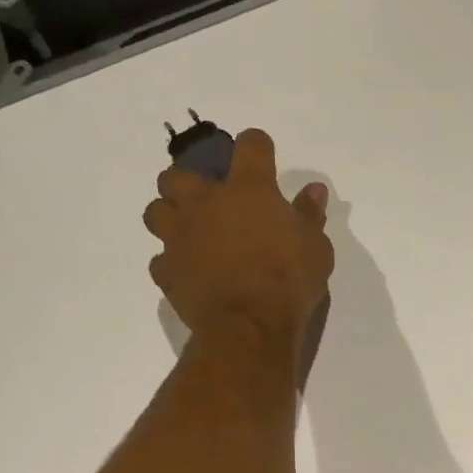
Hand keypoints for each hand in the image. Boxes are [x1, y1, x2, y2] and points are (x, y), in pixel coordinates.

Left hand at [143, 128, 333, 344]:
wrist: (250, 325)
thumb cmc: (289, 282)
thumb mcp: (316, 249)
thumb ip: (310, 216)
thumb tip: (314, 190)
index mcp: (248, 190)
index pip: (251, 146)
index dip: (257, 148)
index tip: (263, 157)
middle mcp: (205, 203)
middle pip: (178, 174)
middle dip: (189, 184)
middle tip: (208, 204)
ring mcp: (180, 237)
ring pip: (156, 211)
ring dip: (169, 218)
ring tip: (188, 235)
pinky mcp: (167, 271)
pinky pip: (160, 262)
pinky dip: (171, 266)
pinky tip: (187, 275)